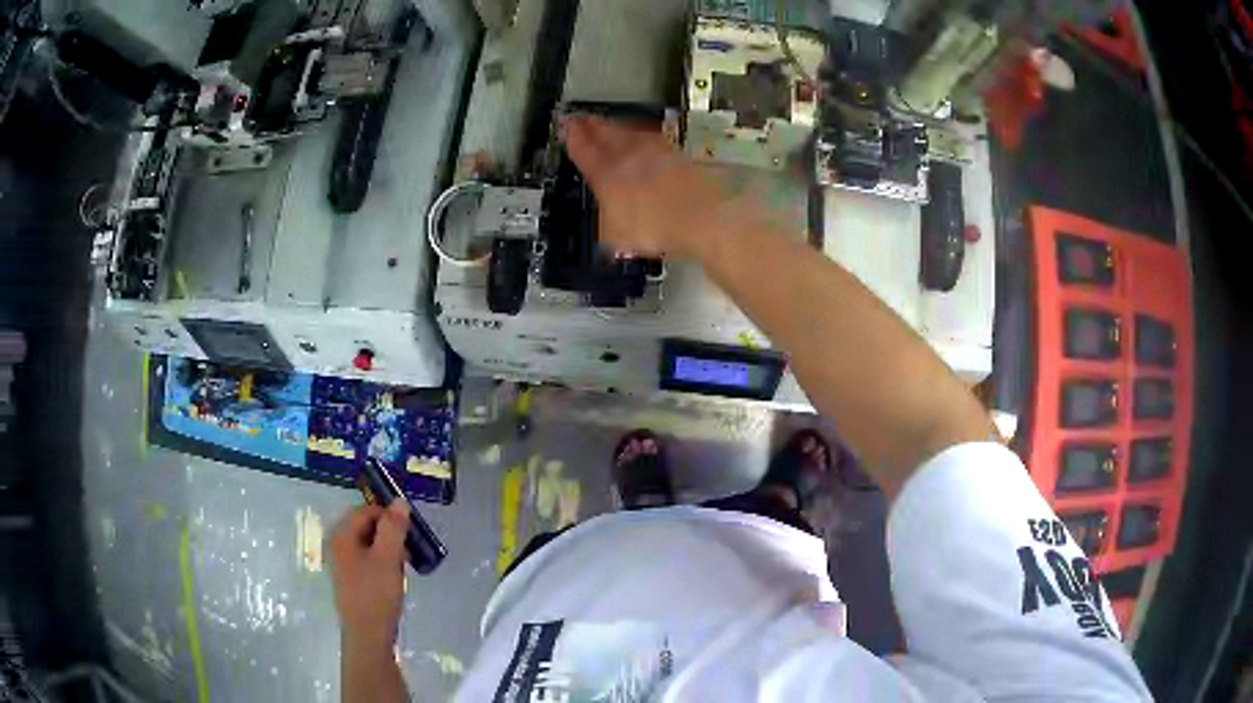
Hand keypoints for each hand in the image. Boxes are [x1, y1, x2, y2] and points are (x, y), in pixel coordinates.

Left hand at [330, 503, 409, 649]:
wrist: (368, 635)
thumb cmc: (376, 594)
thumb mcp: (388, 558)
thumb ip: (393, 528)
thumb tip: (399, 501)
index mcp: (342, 536)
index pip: (366, 511)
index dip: (389, 515)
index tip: (410, 531)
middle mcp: (337, 545)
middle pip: (366, 526)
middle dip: (390, 533)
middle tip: (410, 549)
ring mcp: (343, 564)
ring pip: (369, 544)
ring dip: (389, 549)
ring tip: (405, 565)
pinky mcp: (351, 580)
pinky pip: (368, 560)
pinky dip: (383, 563)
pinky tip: (395, 578)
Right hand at [562, 115, 756, 260]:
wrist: (704, 217)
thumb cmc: (656, 228)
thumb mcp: (617, 235)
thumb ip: (608, 223)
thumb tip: (606, 224)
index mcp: (606, 173)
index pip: (584, 149)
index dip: (573, 136)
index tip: (565, 126)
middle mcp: (630, 156)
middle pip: (607, 133)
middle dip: (592, 125)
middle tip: (583, 117)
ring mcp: (657, 153)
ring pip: (631, 133)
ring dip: (618, 127)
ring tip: (610, 124)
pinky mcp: (679, 157)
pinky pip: (654, 141)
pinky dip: (644, 138)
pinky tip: (645, 141)